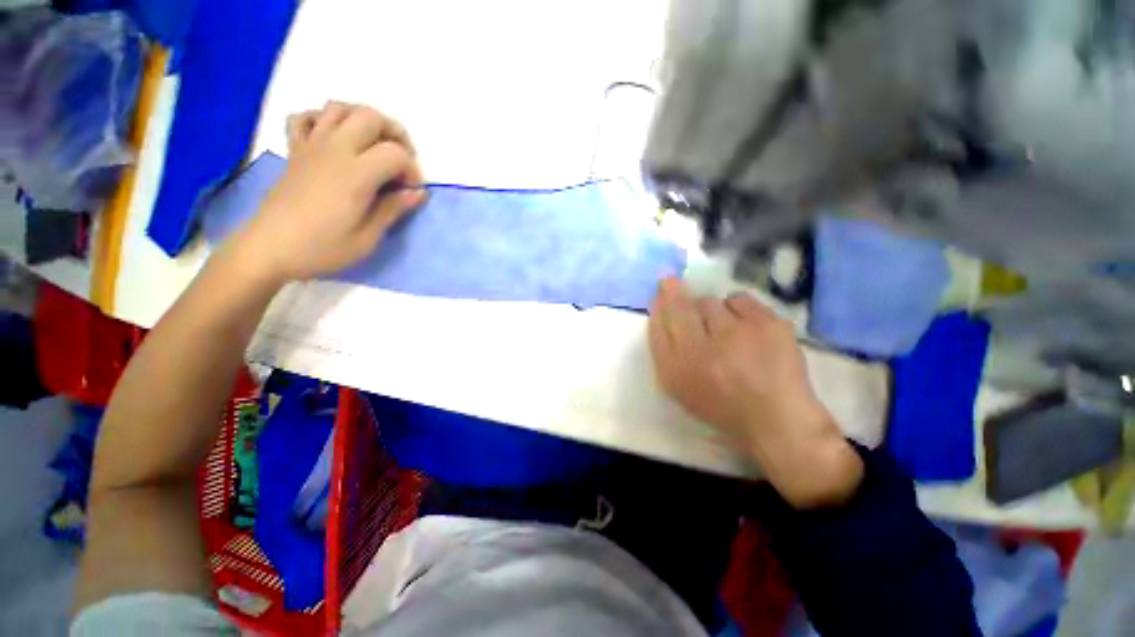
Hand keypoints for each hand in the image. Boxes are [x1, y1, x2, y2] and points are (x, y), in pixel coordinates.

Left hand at [234, 102, 426, 282]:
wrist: (269, 248)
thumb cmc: (322, 248)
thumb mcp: (367, 238)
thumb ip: (393, 209)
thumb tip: (418, 193)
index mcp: (356, 174)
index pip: (395, 153)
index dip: (412, 170)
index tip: (412, 191)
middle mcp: (334, 149)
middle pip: (370, 116)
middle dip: (395, 133)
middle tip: (402, 160)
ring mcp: (311, 146)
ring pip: (339, 108)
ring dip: (363, 120)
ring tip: (374, 145)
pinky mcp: (295, 150)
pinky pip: (306, 117)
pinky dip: (323, 119)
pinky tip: (334, 138)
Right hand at [648, 278, 862, 507]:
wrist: (776, 419)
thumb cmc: (721, 404)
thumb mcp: (680, 385)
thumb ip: (664, 347)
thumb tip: (660, 305)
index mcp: (677, 369)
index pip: (660, 322)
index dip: (661, 301)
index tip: (663, 286)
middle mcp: (702, 349)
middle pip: (682, 305)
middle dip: (678, 293)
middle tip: (686, 297)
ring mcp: (737, 334)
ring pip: (711, 301)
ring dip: (714, 311)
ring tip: (726, 331)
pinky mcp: (768, 324)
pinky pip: (740, 299)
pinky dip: (739, 309)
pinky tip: (747, 329)